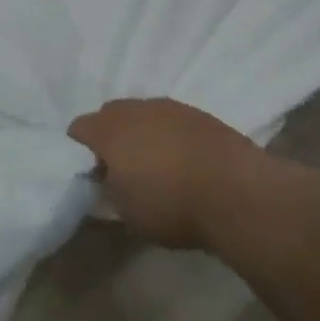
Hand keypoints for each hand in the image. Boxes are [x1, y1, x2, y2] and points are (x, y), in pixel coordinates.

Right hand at [67, 98, 275, 248]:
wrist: (240, 195)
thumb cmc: (172, 206)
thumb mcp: (126, 212)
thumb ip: (108, 190)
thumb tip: (106, 180)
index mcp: (107, 130)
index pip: (78, 128)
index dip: (80, 149)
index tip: (92, 172)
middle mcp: (134, 110)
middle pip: (110, 114)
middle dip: (111, 135)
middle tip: (122, 165)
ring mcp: (170, 108)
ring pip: (144, 114)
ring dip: (143, 132)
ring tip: (157, 162)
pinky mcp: (202, 115)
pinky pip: (173, 120)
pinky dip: (172, 135)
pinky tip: (185, 159)